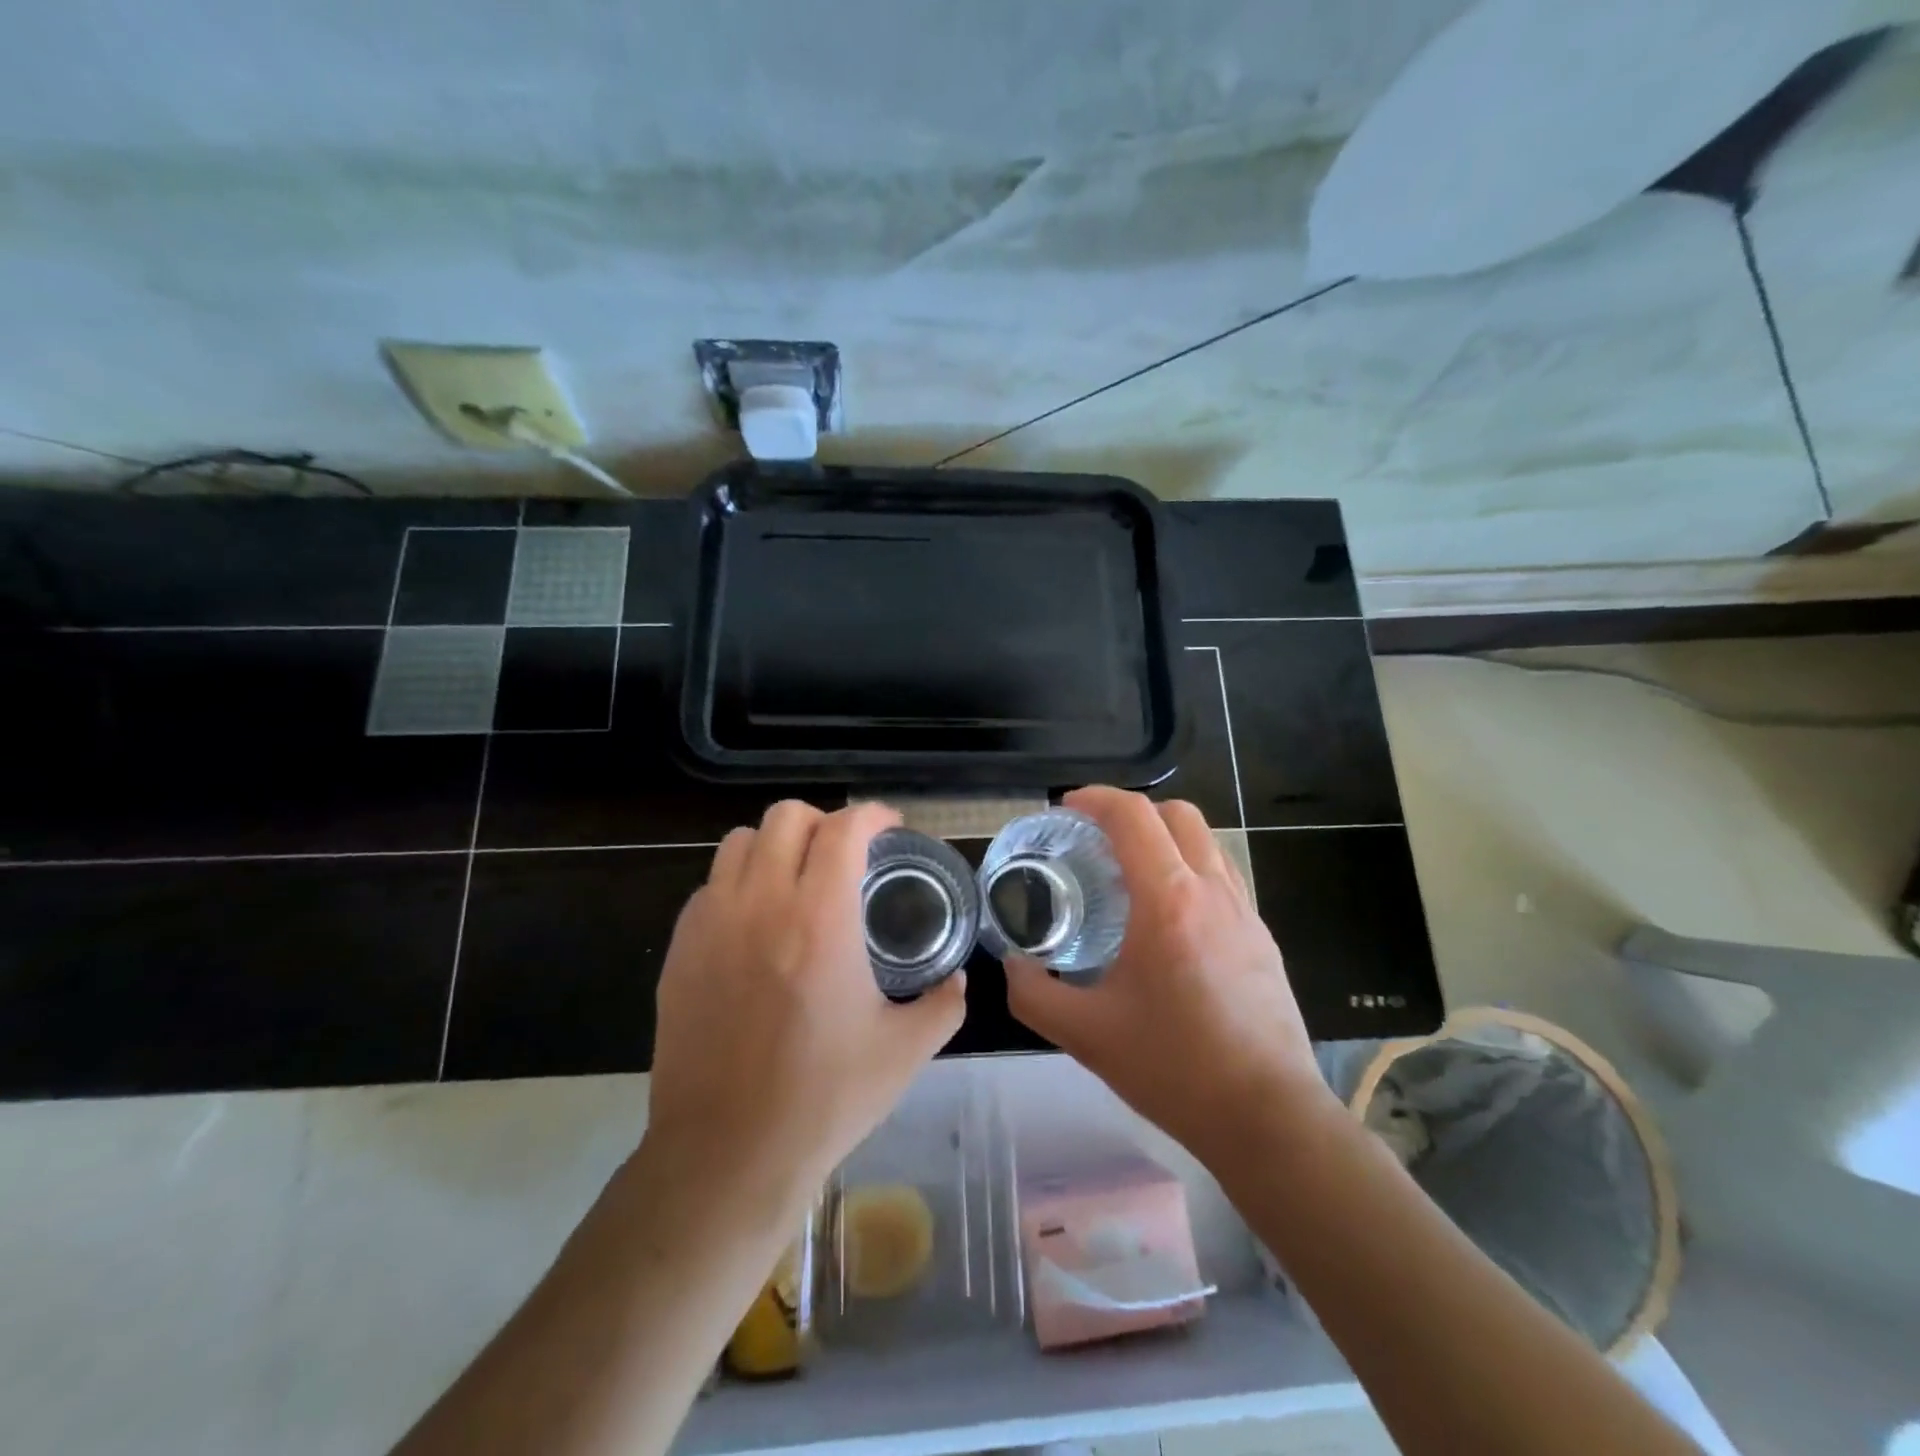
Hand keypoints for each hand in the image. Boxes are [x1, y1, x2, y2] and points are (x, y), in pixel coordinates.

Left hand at [643, 800, 965, 1209]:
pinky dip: (740, 883)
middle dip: (823, 821)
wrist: (726, 1153)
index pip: (844, 828)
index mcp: (821, 917)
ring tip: (797, 878)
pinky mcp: (680, 949)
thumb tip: (958, 979)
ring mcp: (712, 923)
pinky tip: (757, 924)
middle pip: (786, 817)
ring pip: (739, 842)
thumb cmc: (824, 1098)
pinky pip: (710, 886)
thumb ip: (944, 1003)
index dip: (872, 815)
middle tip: (845, 854)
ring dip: (776, 846)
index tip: (889, 828)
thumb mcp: (905, 1051)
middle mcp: (762, 903)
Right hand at [1004, 787, 1334, 1162]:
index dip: (1095, 799)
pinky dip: (1189, 869)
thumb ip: (1034, 993)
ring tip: (1130, 873)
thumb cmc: (1173, 1068)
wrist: (1267, 1118)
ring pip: (1206, 841)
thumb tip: (1012, 965)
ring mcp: (1245, 911)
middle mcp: (1212, 891)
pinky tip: (1169, 917)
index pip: (1133, 816)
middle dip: (1132, 811)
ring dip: (1165, 837)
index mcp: (1168, 901)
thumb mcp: (1085, 1035)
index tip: (1066, 810)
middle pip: (1177, 813)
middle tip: (1095, 840)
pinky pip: (1222, 876)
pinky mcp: (1262, 936)